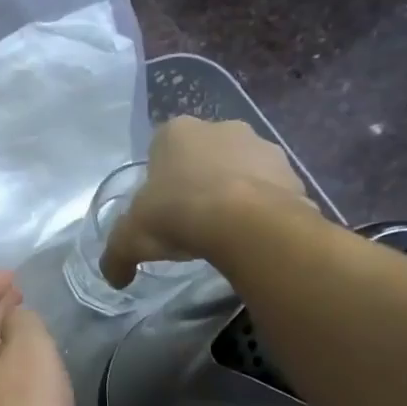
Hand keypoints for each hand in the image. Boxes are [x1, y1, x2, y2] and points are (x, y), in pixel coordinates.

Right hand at [100, 117, 314, 286]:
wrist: (245, 224)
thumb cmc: (176, 215)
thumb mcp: (129, 240)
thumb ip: (116, 256)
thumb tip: (114, 278)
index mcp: (175, 132)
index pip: (160, 150)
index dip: (159, 180)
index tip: (160, 208)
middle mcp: (220, 127)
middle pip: (202, 155)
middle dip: (197, 180)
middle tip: (189, 218)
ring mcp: (261, 145)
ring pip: (239, 168)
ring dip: (232, 191)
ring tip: (223, 230)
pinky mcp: (292, 170)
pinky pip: (269, 189)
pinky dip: (261, 206)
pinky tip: (249, 233)